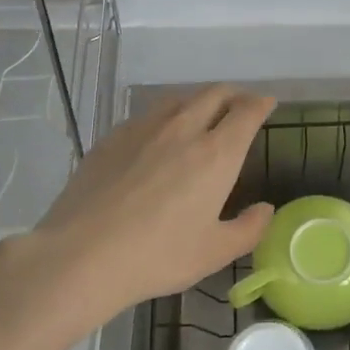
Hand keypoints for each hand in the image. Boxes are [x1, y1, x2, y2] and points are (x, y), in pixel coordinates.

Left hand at [21, 84, 274, 320]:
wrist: (82, 254)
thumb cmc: (158, 255)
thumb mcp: (214, 253)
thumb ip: (248, 229)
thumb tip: (265, 209)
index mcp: (216, 154)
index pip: (246, 111)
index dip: (261, 103)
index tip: (267, 104)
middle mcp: (183, 129)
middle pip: (214, 94)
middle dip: (234, 95)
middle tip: (240, 107)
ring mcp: (143, 129)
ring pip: (179, 99)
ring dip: (199, 102)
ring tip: (201, 116)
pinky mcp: (113, 137)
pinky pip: (148, 115)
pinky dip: (165, 117)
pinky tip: (157, 138)